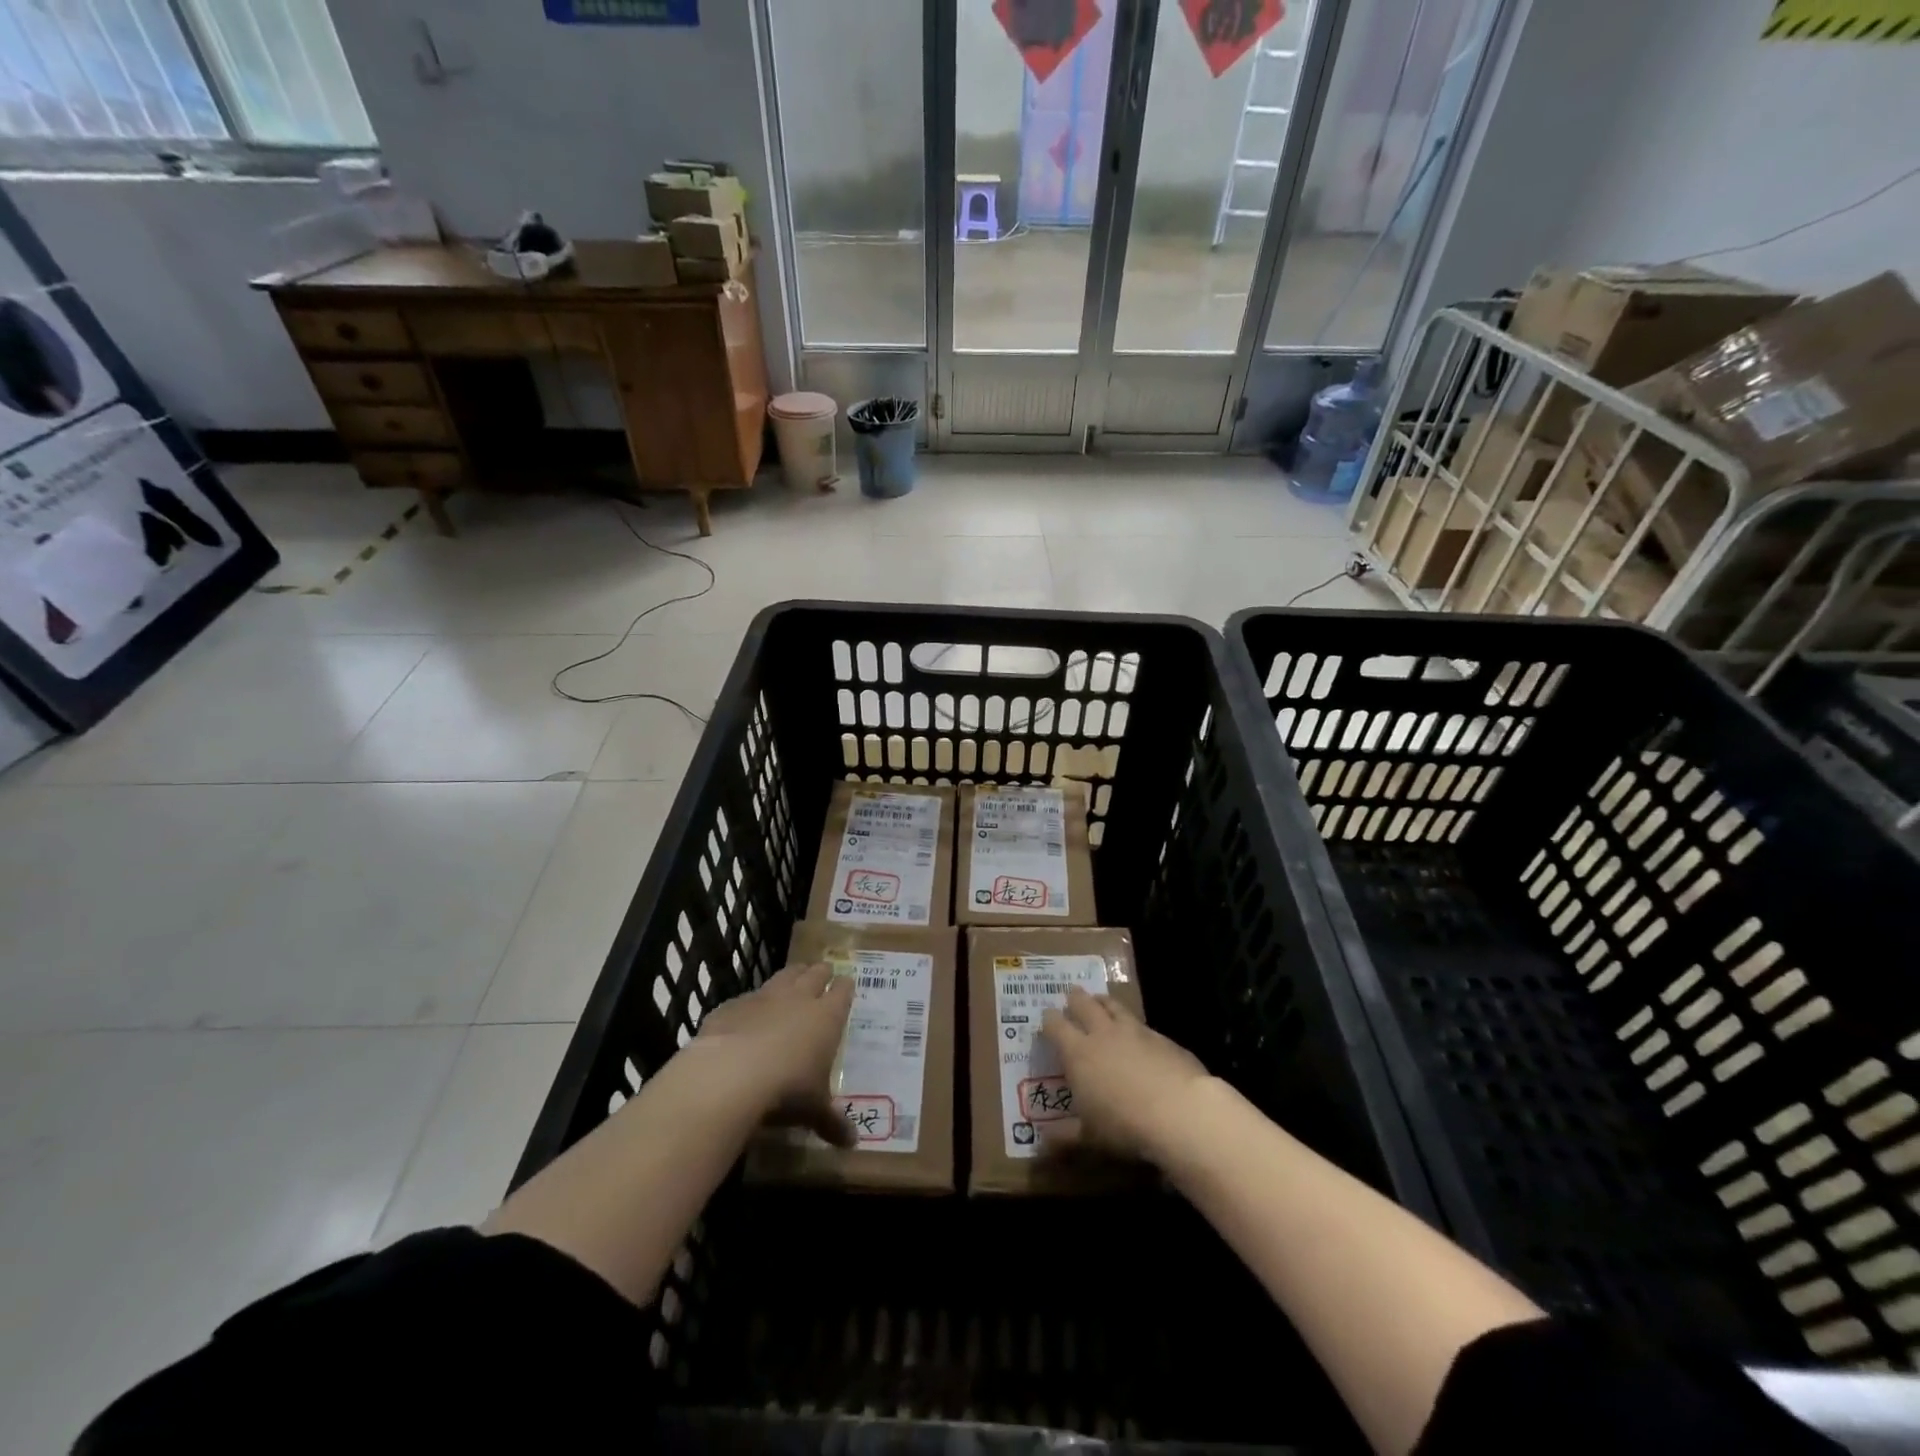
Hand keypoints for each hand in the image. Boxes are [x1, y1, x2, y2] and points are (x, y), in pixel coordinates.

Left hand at [690, 961, 855, 1145]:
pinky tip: (748, 1012)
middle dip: (821, 972)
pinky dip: (752, 1002)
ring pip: (784, 975)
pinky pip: (747, 997)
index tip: (847, 984)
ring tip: (796, 975)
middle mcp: (798, 998)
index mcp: (826, 1017)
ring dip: (791, 975)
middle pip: (814, 974)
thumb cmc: (787, 1089)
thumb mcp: (813, 1109)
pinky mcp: (732, 1005)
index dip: (845, 988)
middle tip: (824, 972)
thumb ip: (832, 1121)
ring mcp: (763, 997)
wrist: (731, 1074)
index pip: (842, 992)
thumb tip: (852, 1144)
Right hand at [1039, 987, 1212, 1164]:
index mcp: (1078, 1053)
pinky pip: (1141, 1023)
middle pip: (1083, 1003)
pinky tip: (1137, 1034)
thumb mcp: (1089, 1137)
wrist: (1180, 1112)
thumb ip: (1064, 1136)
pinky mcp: (1161, 1037)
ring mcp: (1134, 1031)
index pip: (1055, 1025)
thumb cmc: (1125, 1125)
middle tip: (1071, 996)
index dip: (1048, 1020)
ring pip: (1113, 1005)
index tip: (1046, 1020)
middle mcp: (1103, 1033)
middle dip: (1075, 999)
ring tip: (1099, 1001)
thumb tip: (1041, 1143)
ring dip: (1102, 1001)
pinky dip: (1133, 1024)